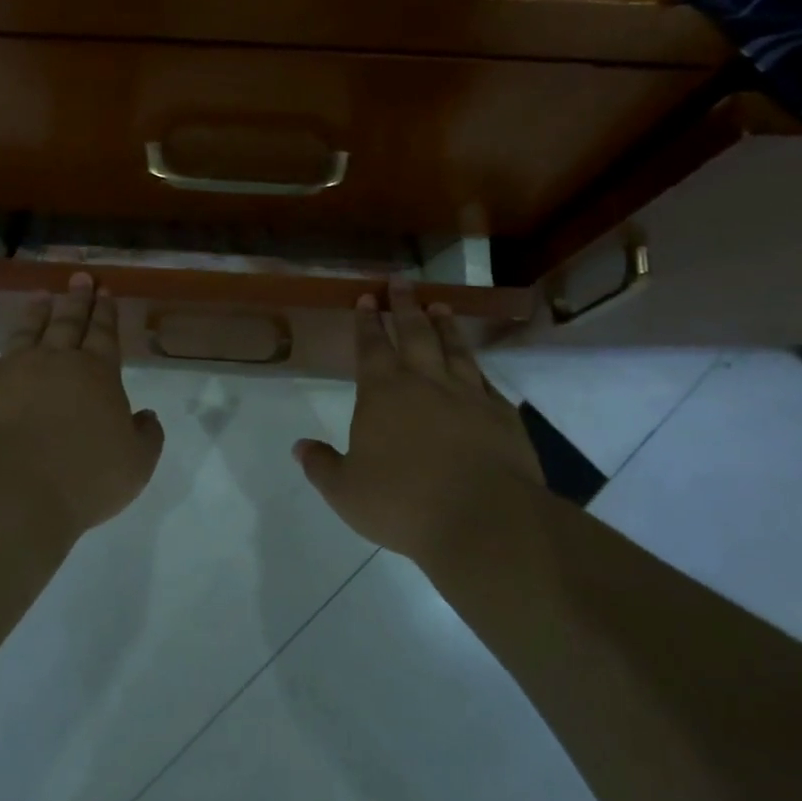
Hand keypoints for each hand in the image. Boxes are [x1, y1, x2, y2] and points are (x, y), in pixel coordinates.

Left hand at [0, 273, 164, 542]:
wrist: (10, 494)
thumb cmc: (84, 479)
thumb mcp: (137, 464)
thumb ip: (147, 435)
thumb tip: (146, 416)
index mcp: (96, 373)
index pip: (103, 332)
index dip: (105, 311)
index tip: (104, 290)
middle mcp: (53, 361)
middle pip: (67, 322)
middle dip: (76, 299)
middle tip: (79, 278)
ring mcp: (9, 371)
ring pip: (24, 333)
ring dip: (34, 314)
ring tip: (40, 298)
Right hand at [293, 282, 545, 559]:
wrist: (484, 520)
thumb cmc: (403, 502)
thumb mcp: (345, 491)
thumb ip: (321, 465)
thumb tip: (299, 447)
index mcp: (383, 392)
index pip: (371, 345)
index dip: (367, 320)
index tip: (367, 297)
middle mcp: (426, 382)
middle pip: (414, 332)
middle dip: (405, 306)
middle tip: (402, 281)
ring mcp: (469, 395)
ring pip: (454, 349)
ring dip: (445, 325)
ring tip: (440, 306)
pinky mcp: (502, 416)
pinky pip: (487, 382)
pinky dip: (478, 369)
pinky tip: (477, 367)